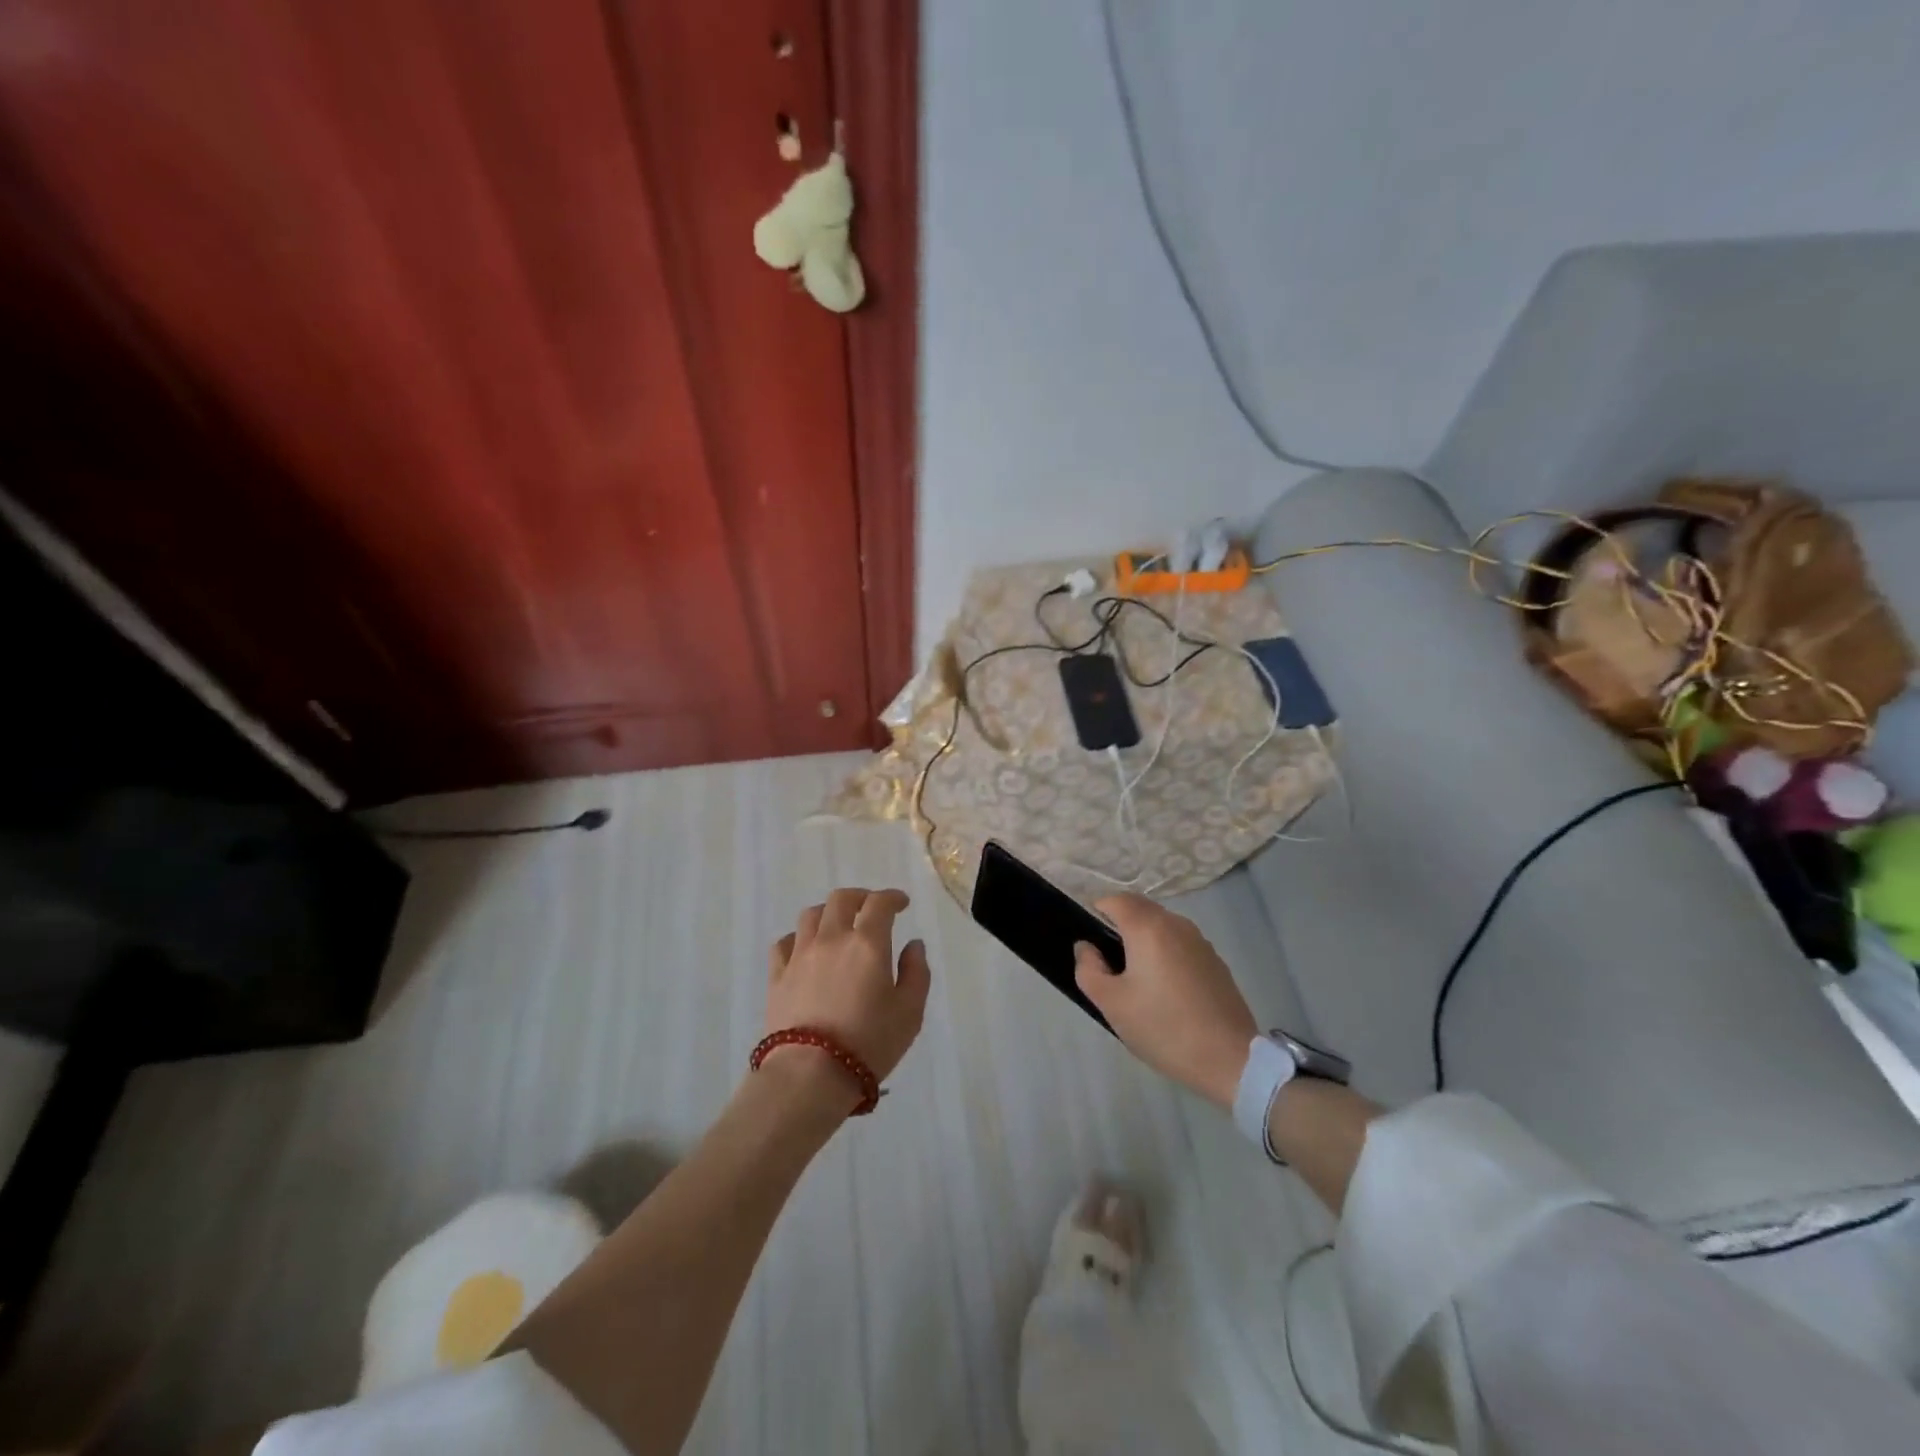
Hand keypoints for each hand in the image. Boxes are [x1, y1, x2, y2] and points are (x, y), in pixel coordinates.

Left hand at [767, 888, 930, 1098]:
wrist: (809, 1075)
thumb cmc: (868, 1044)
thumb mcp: (910, 1013)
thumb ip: (916, 973)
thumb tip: (913, 945)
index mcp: (867, 943)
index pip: (879, 903)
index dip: (892, 897)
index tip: (902, 904)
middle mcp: (832, 939)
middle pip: (841, 899)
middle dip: (860, 897)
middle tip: (871, 909)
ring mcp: (800, 955)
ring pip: (810, 915)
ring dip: (828, 912)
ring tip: (838, 925)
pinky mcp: (777, 976)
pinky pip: (784, 943)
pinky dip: (798, 937)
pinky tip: (805, 949)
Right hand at [1074, 894, 1255, 1107]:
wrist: (1229, 1059)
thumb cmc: (1162, 1027)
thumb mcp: (1111, 1003)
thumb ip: (1088, 968)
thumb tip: (1087, 947)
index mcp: (1148, 927)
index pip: (1115, 900)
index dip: (1097, 913)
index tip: (1091, 944)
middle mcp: (1176, 924)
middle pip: (1140, 909)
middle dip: (1120, 926)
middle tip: (1110, 964)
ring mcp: (1200, 941)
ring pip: (1162, 926)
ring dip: (1145, 940)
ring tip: (1139, 980)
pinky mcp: (1215, 961)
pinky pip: (1181, 945)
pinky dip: (1167, 954)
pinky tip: (1168, 992)